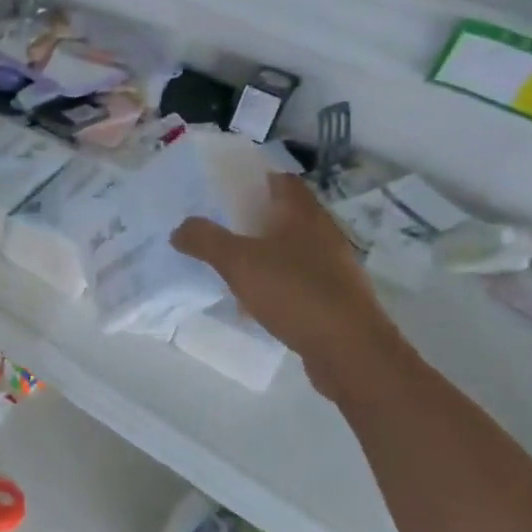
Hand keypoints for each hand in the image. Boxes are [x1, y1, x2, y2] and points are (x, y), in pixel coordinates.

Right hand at [171, 173, 401, 394]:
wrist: (351, 351)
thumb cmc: (295, 292)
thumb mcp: (238, 262)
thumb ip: (205, 240)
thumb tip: (180, 228)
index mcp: (303, 214)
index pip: (280, 181)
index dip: (253, 180)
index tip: (223, 189)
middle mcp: (322, 233)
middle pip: (284, 215)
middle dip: (252, 219)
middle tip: (218, 226)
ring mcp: (332, 268)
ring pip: (290, 250)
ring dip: (263, 254)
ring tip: (229, 265)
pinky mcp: (334, 299)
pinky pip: (297, 281)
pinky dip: (275, 284)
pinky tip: (253, 302)